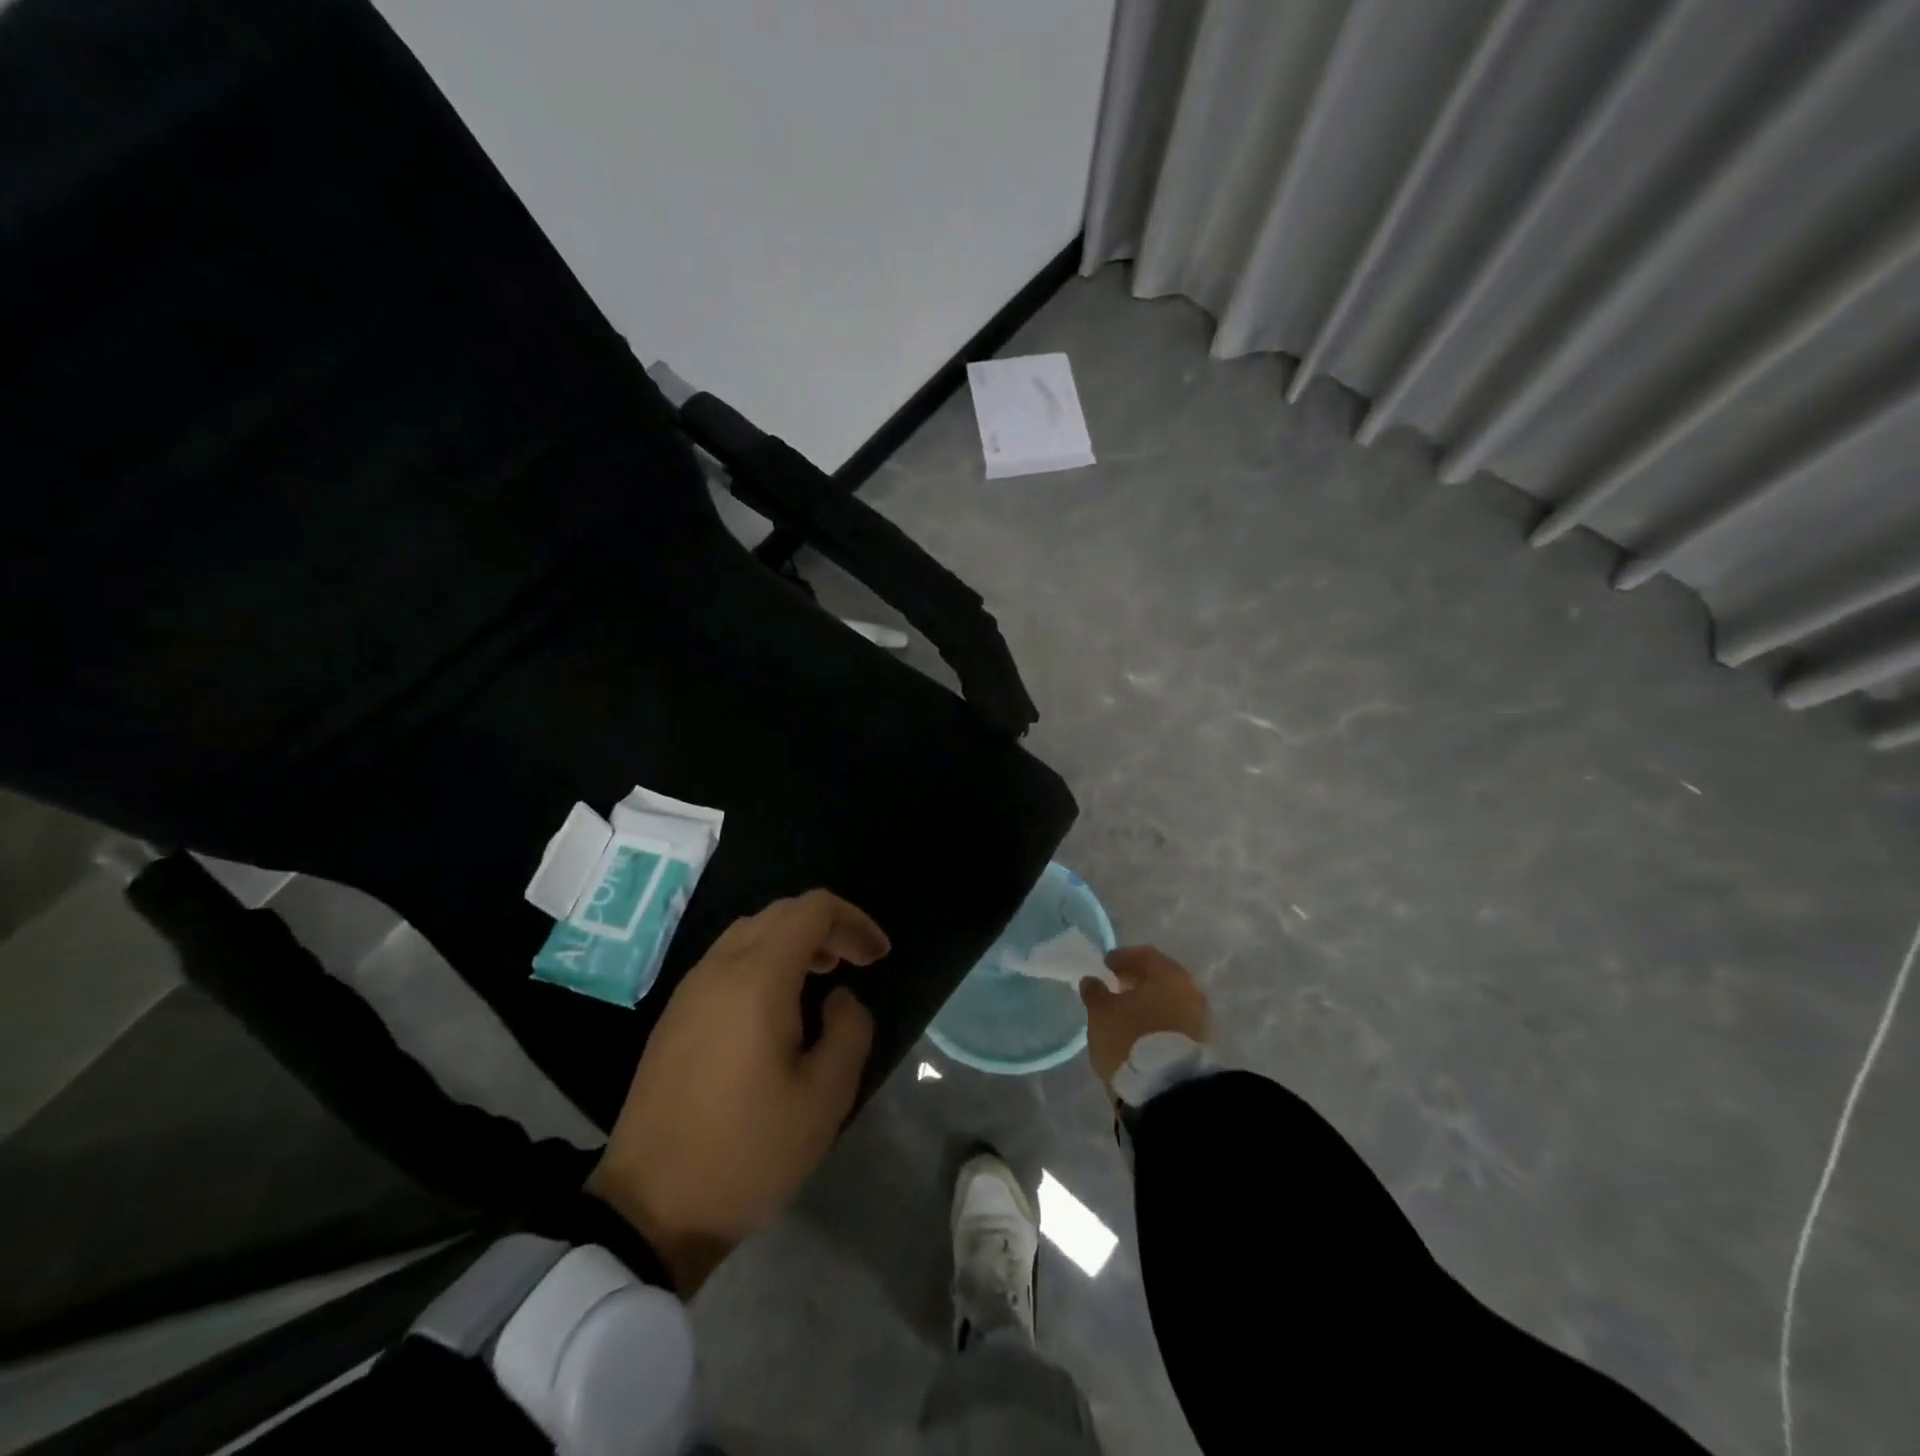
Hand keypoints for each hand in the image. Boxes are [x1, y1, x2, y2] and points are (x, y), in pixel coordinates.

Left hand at [586, 890, 889, 1294]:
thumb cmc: (748, 1151)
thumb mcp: (825, 1098)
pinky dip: (762, 960)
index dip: (854, 921)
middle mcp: (719, 968)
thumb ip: (849, 1030)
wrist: (649, 1209)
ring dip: (792, 941)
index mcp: (757, 977)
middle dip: (826, 927)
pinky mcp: (674, 1016)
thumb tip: (839, 998)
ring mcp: (689, 990)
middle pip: (780, 913)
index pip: (812, 910)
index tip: (878, 957)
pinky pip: (726, 961)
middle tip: (857, 962)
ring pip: (749, 933)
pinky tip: (777, 1005)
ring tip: (822, 977)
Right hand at [1079, 945, 1210, 1094]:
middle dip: (1136, 980)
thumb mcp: (1101, 1013)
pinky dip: (1157, 1020)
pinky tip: (1140, 1032)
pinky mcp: (1199, 1043)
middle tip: (1113, 988)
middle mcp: (1189, 989)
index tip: (1104, 967)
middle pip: (1159, 976)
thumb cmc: (1131, 1039)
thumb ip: (1095, 992)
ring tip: (1124, 1014)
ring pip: (1168, 1000)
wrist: (1168, 1090)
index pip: (1143, 954)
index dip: (1121, 958)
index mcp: (1167, 973)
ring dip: (1147, 1002)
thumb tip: (1092, 980)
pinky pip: (1174, 1020)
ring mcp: (1198, 1017)